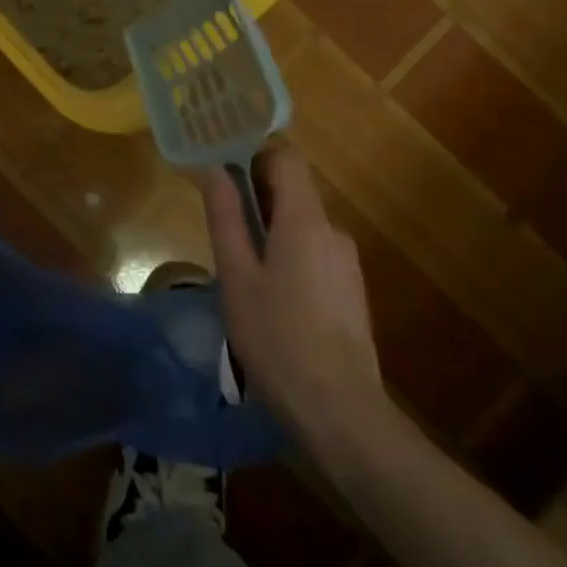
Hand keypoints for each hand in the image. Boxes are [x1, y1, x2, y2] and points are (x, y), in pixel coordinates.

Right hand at [202, 143, 385, 439]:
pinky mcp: (350, 291)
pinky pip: (314, 253)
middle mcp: (333, 231)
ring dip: (269, 231)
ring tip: (239, 269)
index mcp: (305, 220)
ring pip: (301, 225)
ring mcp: (346, 263)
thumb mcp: (236, 276)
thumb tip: (215, 170)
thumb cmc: (277, 338)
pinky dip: (288, 255)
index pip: (286, 158)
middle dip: (254, 197)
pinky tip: (269, 297)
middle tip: (219, 225)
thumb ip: (226, 218)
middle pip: (293, 191)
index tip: (221, 168)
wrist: (339, 411)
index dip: (253, 154)